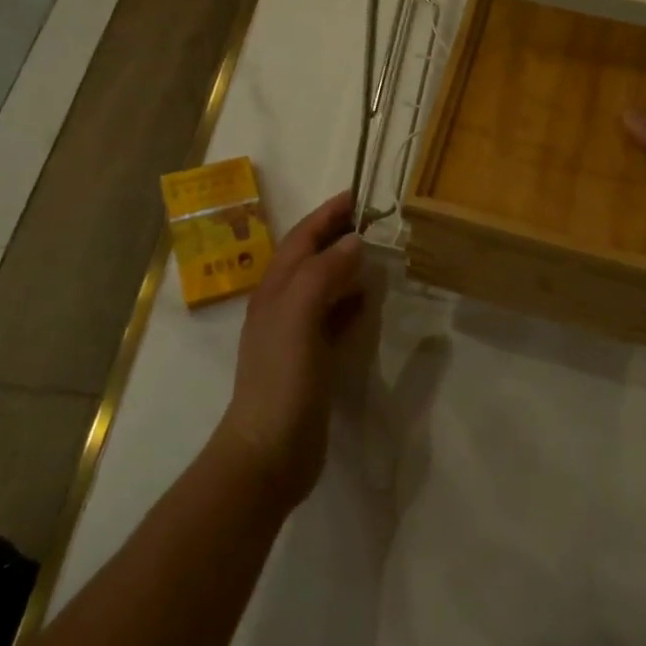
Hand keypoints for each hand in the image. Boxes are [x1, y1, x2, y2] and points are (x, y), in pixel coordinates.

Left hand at [218, 190, 365, 507]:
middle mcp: (281, 306)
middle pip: (311, 259)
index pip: (302, 240)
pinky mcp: (311, 360)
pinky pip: (333, 317)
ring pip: (323, 287)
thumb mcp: (298, 316)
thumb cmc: (282, 378)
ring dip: (345, 266)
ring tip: (376, 255)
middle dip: (337, 236)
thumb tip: (353, 242)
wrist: (269, 450)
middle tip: (374, 220)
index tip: (358, 194)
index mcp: (274, 291)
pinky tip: (367, 302)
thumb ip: (323, 274)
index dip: (326, 215)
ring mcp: (295, 334)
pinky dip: (349, 302)